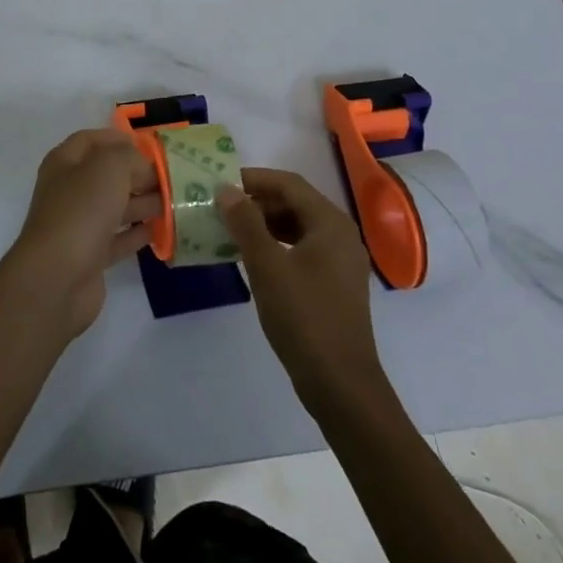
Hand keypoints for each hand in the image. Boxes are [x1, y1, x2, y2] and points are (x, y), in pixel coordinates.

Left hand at [3, 129, 160, 338]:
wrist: (56, 278)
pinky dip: (137, 232)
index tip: (149, 146)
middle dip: (137, 173)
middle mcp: (69, 191)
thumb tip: (141, 164)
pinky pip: (118, 238)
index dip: (117, 138)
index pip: (91, 140)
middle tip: (171, 176)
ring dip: (142, 203)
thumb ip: (129, 156)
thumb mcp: (108, 168)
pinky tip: (160, 230)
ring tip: (174, 202)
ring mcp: (78, 225)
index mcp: (64, 163)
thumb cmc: (81, 211)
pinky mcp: (90, 256)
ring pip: (115, 207)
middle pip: (106, 175)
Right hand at [219, 168, 385, 410]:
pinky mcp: (336, 283)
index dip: (253, 179)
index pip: (288, 183)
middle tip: (221, 208)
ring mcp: (341, 260)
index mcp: (330, 223)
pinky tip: (253, 257)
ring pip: (298, 226)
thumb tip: (226, 189)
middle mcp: (341, 234)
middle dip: (257, 201)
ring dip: (265, 223)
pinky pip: (303, 248)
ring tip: (231, 230)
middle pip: (295, 202)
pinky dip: (277, 244)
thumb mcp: (267, 266)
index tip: (221, 183)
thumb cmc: (303, 317)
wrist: (340, 383)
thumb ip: (246, 223)